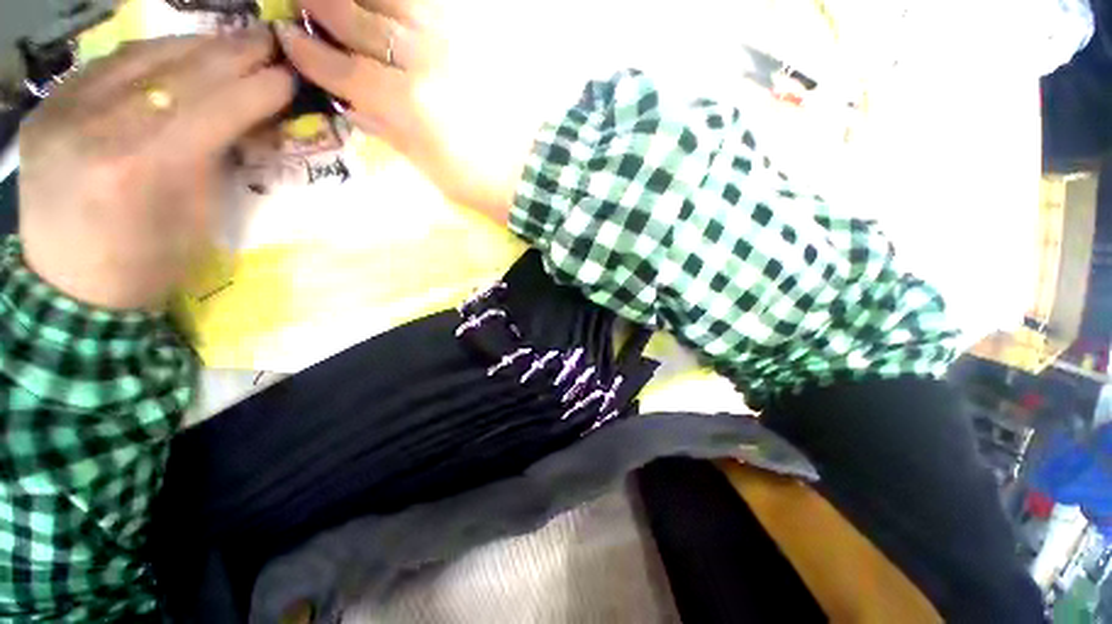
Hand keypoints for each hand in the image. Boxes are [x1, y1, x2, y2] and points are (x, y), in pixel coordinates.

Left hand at [18, 31, 294, 309]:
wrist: (40, 287)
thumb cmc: (112, 281)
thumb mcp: (175, 253)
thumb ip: (209, 184)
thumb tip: (235, 130)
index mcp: (148, 166)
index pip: (234, 101)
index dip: (271, 87)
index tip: (285, 84)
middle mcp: (120, 116)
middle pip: (203, 59)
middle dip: (246, 50)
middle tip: (264, 49)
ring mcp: (90, 95)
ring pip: (167, 45)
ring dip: (202, 47)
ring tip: (216, 54)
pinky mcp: (70, 90)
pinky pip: (127, 53)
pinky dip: (154, 53)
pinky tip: (164, 63)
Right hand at [277, 0, 575, 222]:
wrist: (555, 161)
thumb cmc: (484, 177)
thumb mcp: (422, 161)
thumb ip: (384, 124)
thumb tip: (351, 98)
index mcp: (405, 103)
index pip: (343, 68)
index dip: (310, 52)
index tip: (286, 35)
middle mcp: (425, 60)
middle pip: (366, 25)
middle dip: (329, 7)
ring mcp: (460, 38)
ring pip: (402, 4)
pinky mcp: (487, 29)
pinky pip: (439, 4)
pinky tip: (396, 1)